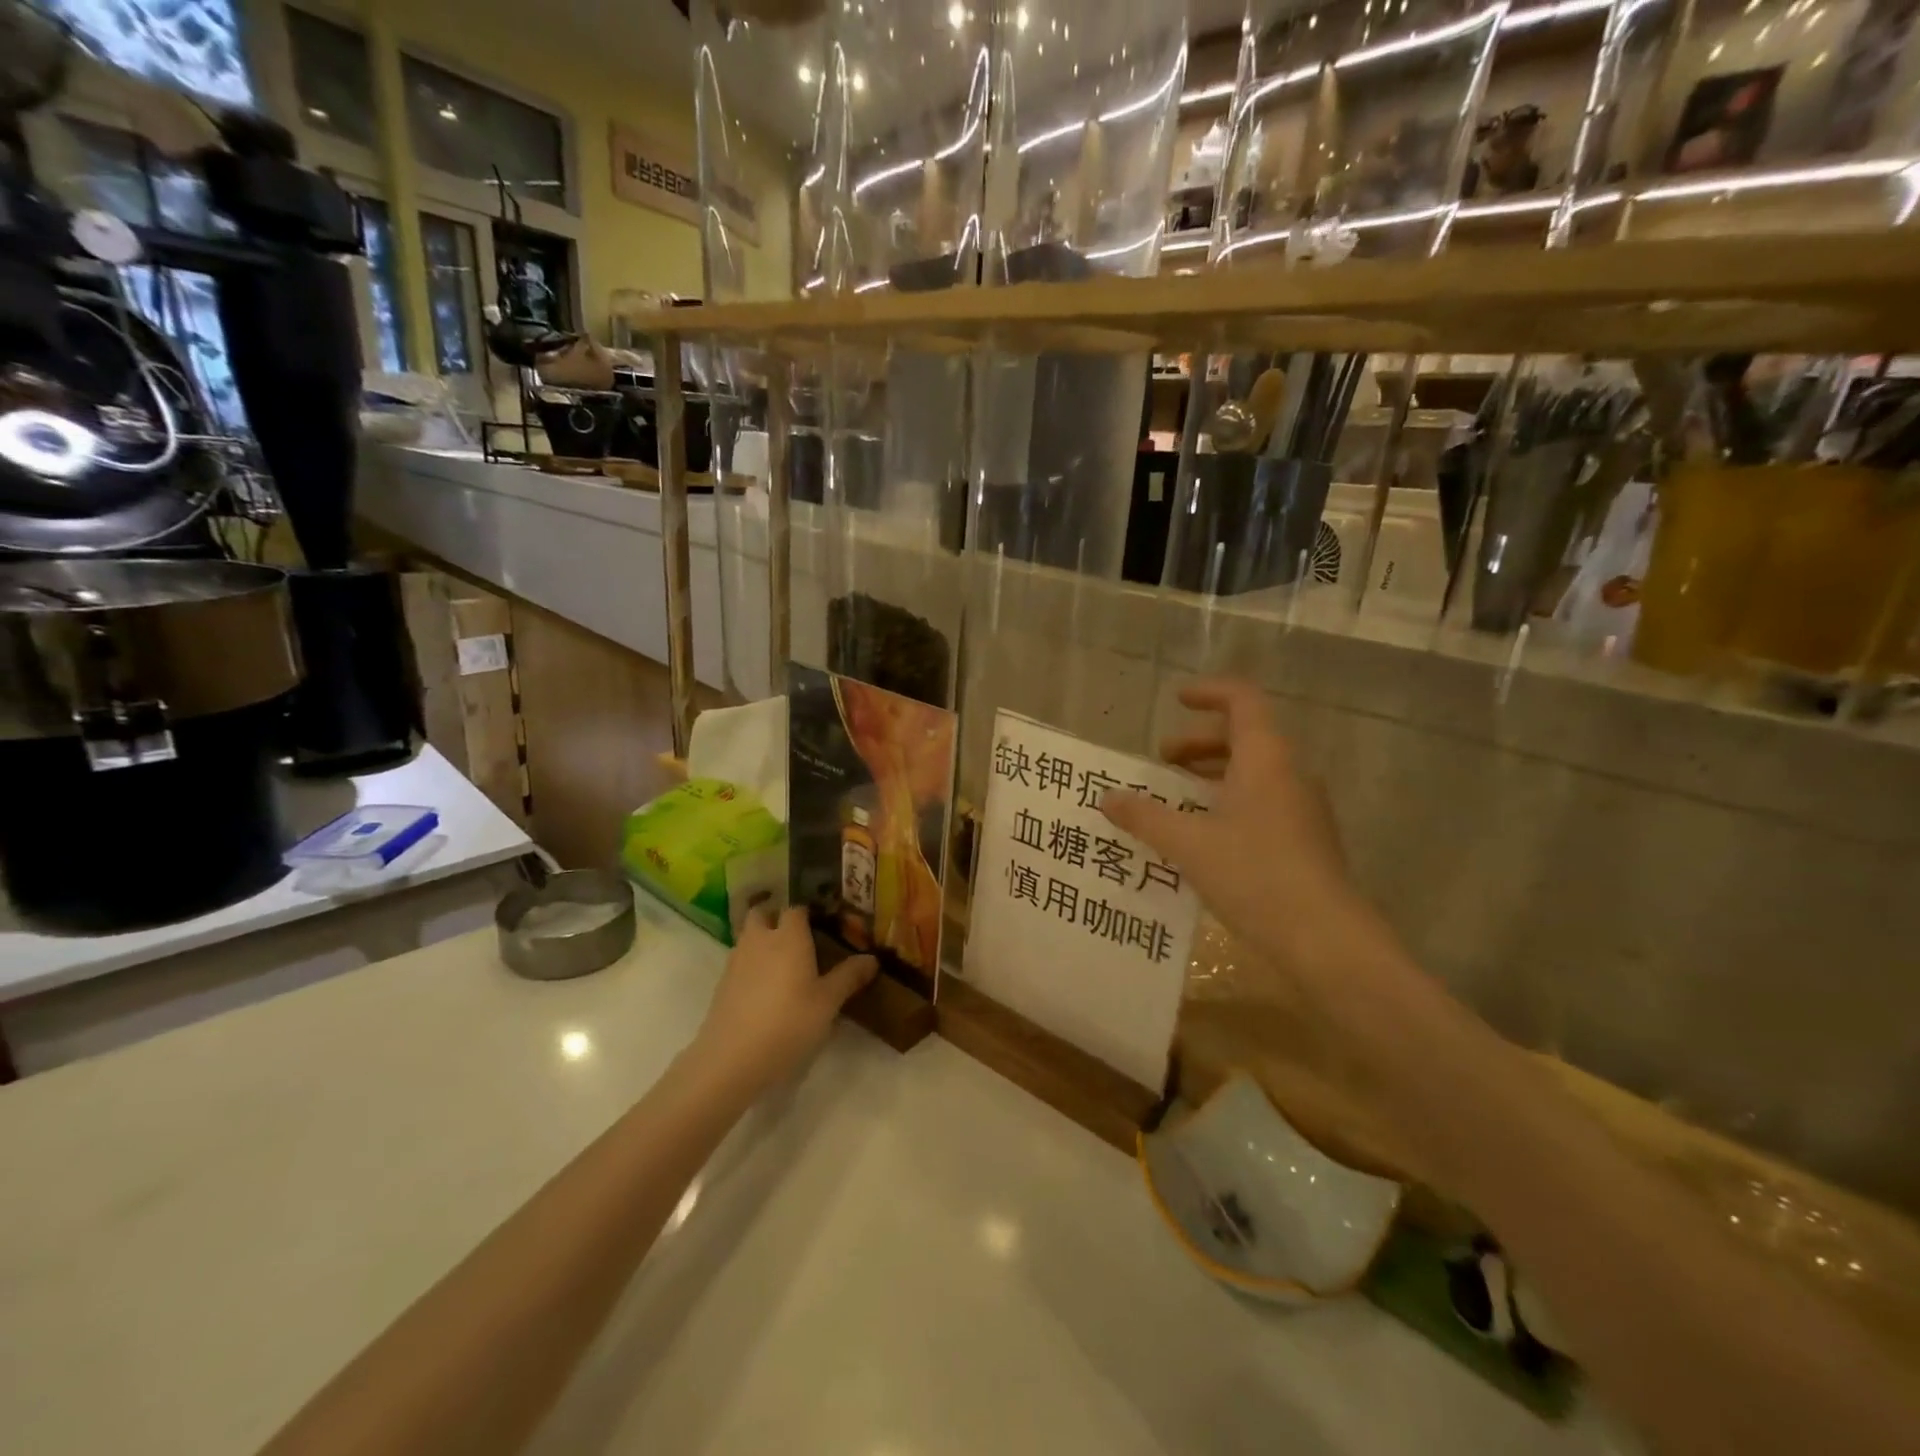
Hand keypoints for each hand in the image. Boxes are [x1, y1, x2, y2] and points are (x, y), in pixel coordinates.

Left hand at [689, 907, 876, 1094]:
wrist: (732, 1059)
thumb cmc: (789, 1023)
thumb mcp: (828, 1002)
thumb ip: (849, 976)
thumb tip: (872, 958)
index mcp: (789, 937)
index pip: (797, 909)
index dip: (809, 914)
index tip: (823, 926)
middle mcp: (760, 940)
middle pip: (762, 913)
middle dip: (775, 918)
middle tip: (796, 938)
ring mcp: (736, 962)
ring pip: (748, 937)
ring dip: (761, 941)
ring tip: (782, 966)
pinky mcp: (722, 985)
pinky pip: (739, 963)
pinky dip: (751, 966)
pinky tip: (764, 991)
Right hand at [1100, 679, 1451, 1055]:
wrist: (1325, 939)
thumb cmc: (1255, 875)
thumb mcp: (1188, 844)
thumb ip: (1144, 817)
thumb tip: (1106, 798)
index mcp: (1265, 758)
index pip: (1242, 700)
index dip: (1208, 692)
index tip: (1176, 700)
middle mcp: (1289, 773)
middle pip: (1245, 737)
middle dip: (1199, 743)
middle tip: (1162, 761)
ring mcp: (1302, 808)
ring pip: (1254, 773)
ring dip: (1212, 776)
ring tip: (1175, 799)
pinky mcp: (1305, 840)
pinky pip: (1262, 803)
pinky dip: (1228, 803)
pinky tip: (1203, 837)